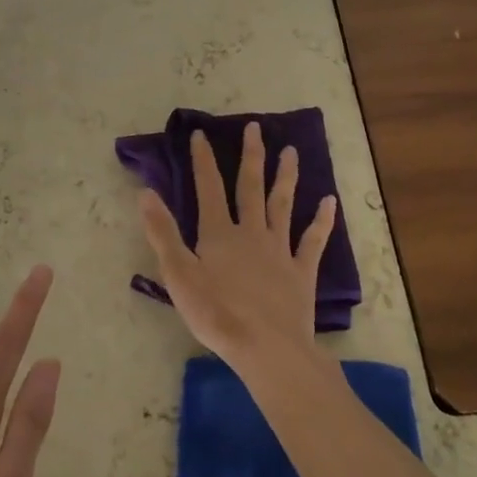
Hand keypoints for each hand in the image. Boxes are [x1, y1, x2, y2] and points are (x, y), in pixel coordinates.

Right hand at [138, 121, 337, 369]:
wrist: (266, 348)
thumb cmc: (216, 314)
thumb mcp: (178, 275)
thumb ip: (162, 233)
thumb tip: (146, 193)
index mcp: (219, 234)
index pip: (208, 188)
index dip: (203, 160)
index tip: (200, 134)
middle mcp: (251, 232)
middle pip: (250, 187)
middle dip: (251, 156)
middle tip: (255, 128)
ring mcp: (279, 250)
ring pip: (282, 205)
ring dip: (286, 177)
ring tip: (291, 151)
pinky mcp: (301, 271)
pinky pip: (313, 241)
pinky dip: (322, 221)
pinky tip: (330, 202)